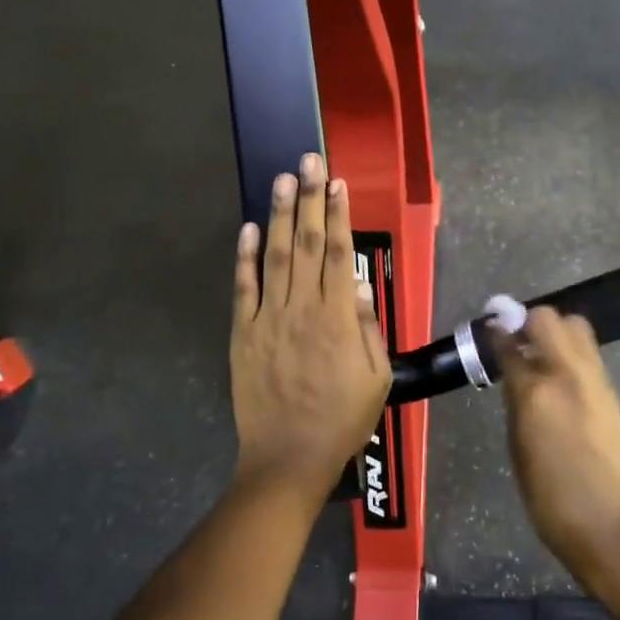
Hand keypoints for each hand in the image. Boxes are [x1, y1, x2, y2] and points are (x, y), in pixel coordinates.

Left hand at [230, 153, 392, 508]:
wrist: (289, 458)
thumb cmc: (342, 419)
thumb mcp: (376, 377)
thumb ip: (369, 327)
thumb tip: (358, 284)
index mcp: (338, 317)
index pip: (338, 252)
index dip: (338, 214)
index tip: (336, 182)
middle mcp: (302, 307)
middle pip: (307, 243)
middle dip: (309, 198)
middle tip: (309, 161)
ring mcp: (268, 318)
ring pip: (276, 256)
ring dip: (280, 216)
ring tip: (282, 179)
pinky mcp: (244, 333)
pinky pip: (244, 289)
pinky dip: (245, 258)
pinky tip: (249, 228)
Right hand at [494, 308, 619, 591]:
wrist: (612, 526)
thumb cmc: (552, 499)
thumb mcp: (519, 448)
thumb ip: (516, 401)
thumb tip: (514, 373)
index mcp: (537, 391)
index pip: (511, 343)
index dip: (498, 332)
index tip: (490, 328)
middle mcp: (569, 373)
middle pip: (549, 318)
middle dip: (529, 321)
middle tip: (517, 342)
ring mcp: (597, 380)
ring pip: (576, 328)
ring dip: (555, 333)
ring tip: (540, 359)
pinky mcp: (613, 393)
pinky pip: (589, 355)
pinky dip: (571, 355)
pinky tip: (561, 382)